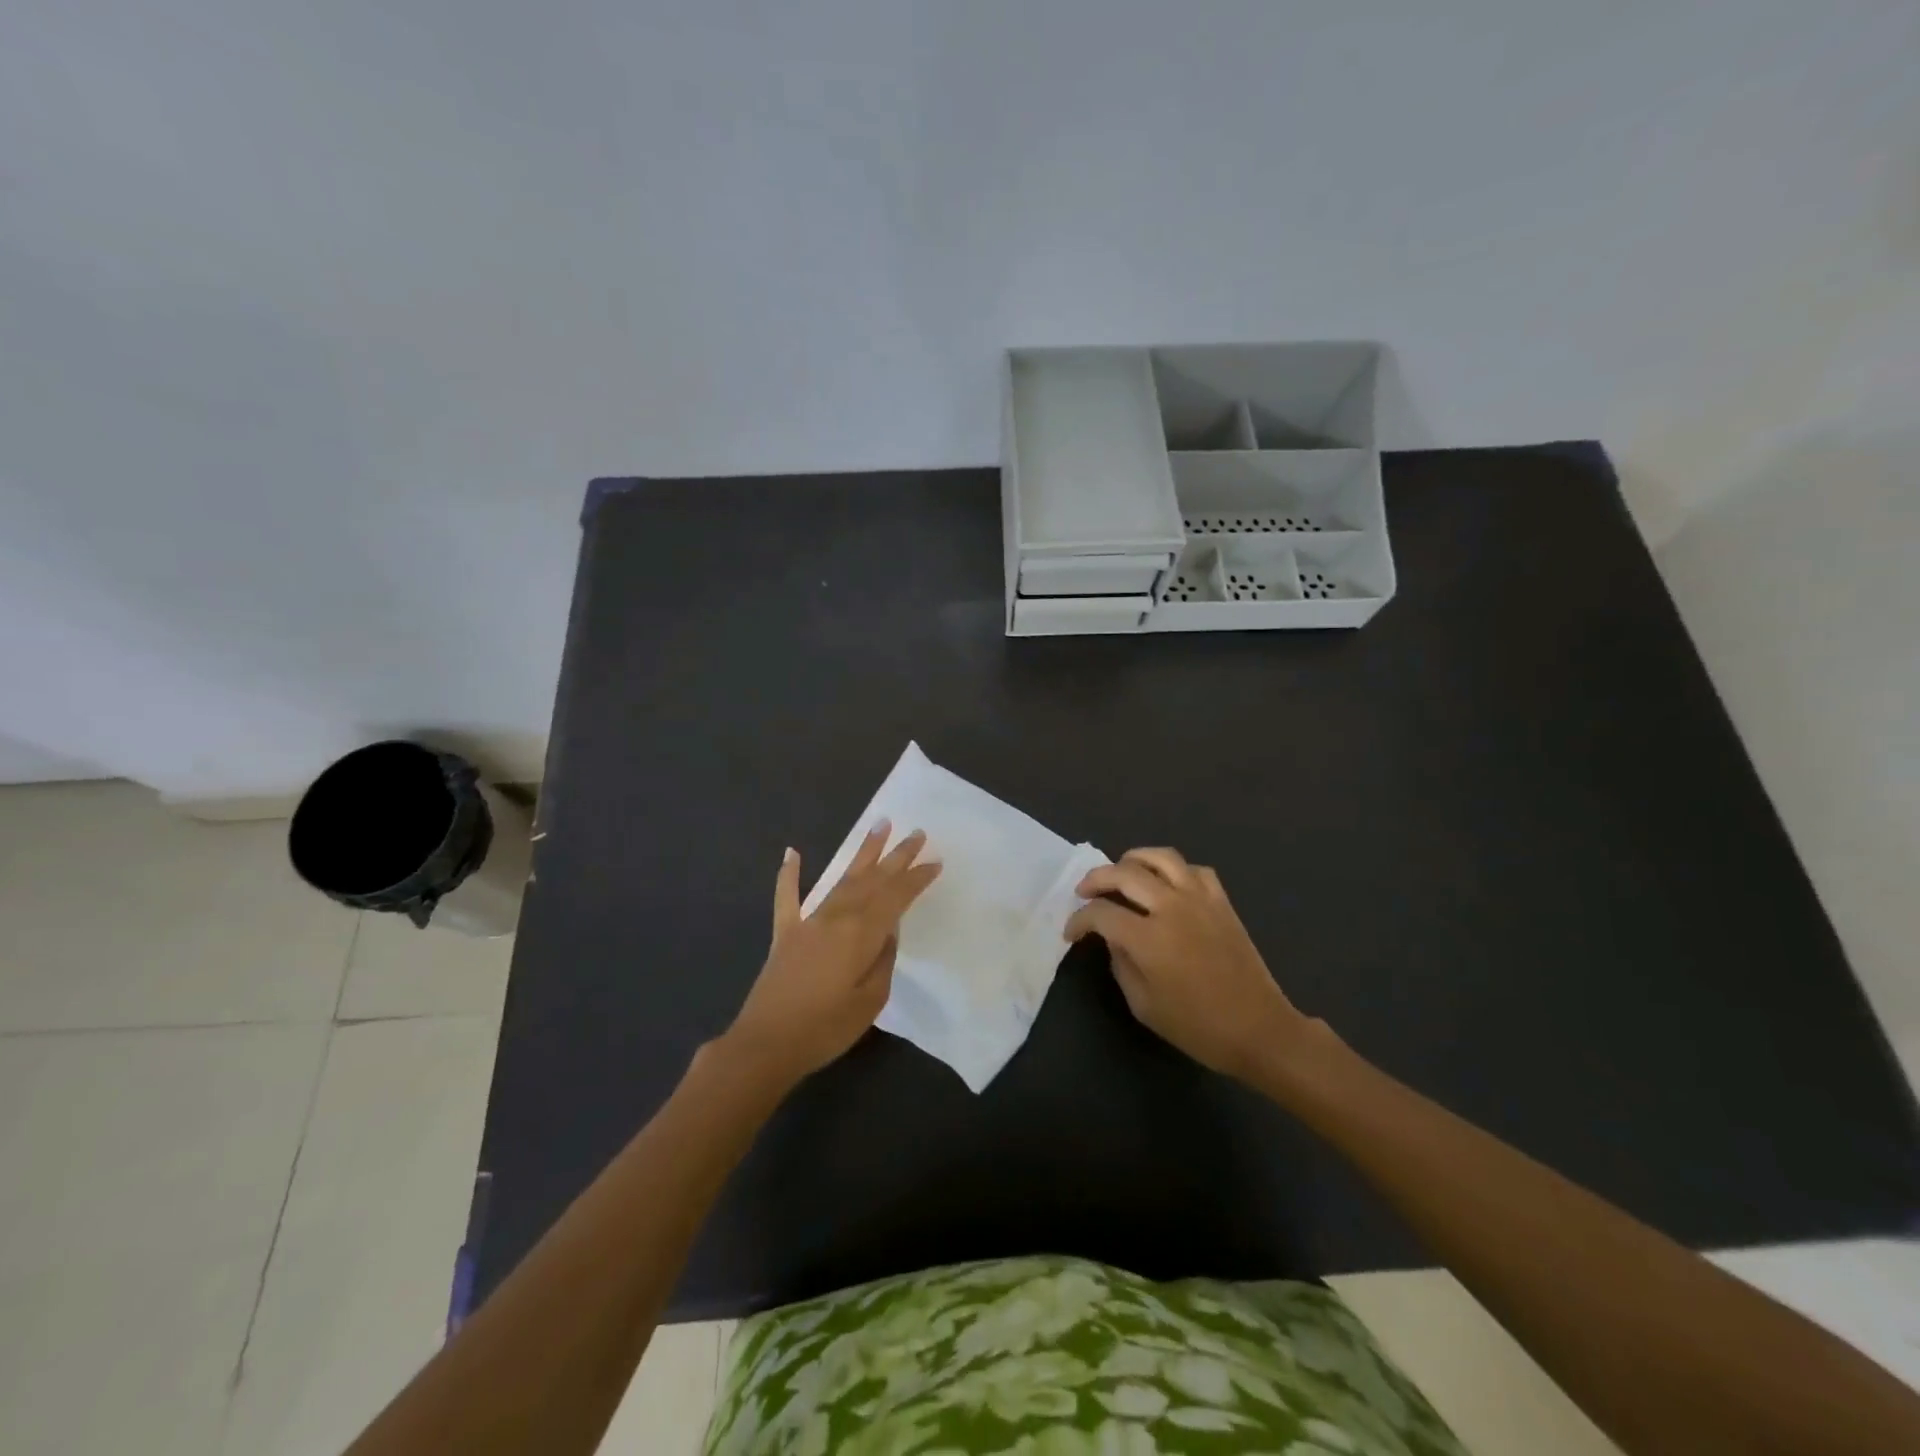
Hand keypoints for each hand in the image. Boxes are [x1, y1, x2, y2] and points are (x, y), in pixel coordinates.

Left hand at [721, 822, 940, 1087]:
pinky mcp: (785, 933)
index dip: (916, 879)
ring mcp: (808, 921)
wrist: (766, 1044)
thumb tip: (887, 932)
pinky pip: (787, 896)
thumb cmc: (825, 1028)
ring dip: (862, 853)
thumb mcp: (871, 1000)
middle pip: (872, 879)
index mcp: (861, 933)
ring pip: (841, 878)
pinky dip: (789, 874)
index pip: (896, 897)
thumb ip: (883, 960)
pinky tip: (791, 852)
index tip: (935, 861)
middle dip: (896, 856)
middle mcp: (837, 917)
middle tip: (917, 832)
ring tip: (879, 825)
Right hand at [1066, 847, 1320, 1081]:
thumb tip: (1113, 939)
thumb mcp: (1143, 1005)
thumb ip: (1121, 964)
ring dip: (1133, 859)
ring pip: (1161, 858)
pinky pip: (1194, 870)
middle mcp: (1171, 907)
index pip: (1101, 913)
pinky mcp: (1222, 902)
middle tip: (1084, 892)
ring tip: (1121, 872)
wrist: (1259, 1030)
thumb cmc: (1197, 1027)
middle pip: (1124, 873)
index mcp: (1148, 938)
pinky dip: (1173, 870)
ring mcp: (1200, 900)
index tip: (1071, 933)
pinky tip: (1166, 884)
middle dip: (1095, 879)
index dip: (1079, 920)